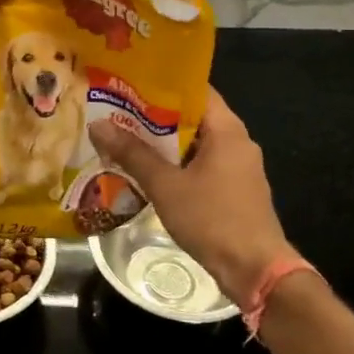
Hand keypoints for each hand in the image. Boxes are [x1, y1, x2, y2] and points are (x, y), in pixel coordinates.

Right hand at [88, 88, 305, 306]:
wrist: (255, 271)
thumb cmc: (212, 219)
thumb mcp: (165, 186)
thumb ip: (132, 154)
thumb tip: (98, 125)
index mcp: (227, 130)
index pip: (195, 90)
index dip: (162, 84)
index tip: (129, 83)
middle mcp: (237, 142)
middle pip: (193, 117)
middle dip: (155, 116)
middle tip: (117, 112)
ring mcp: (238, 168)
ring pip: (195, 144)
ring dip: (163, 143)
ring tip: (124, 139)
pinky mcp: (235, 190)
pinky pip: (202, 166)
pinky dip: (176, 165)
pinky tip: (148, 172)